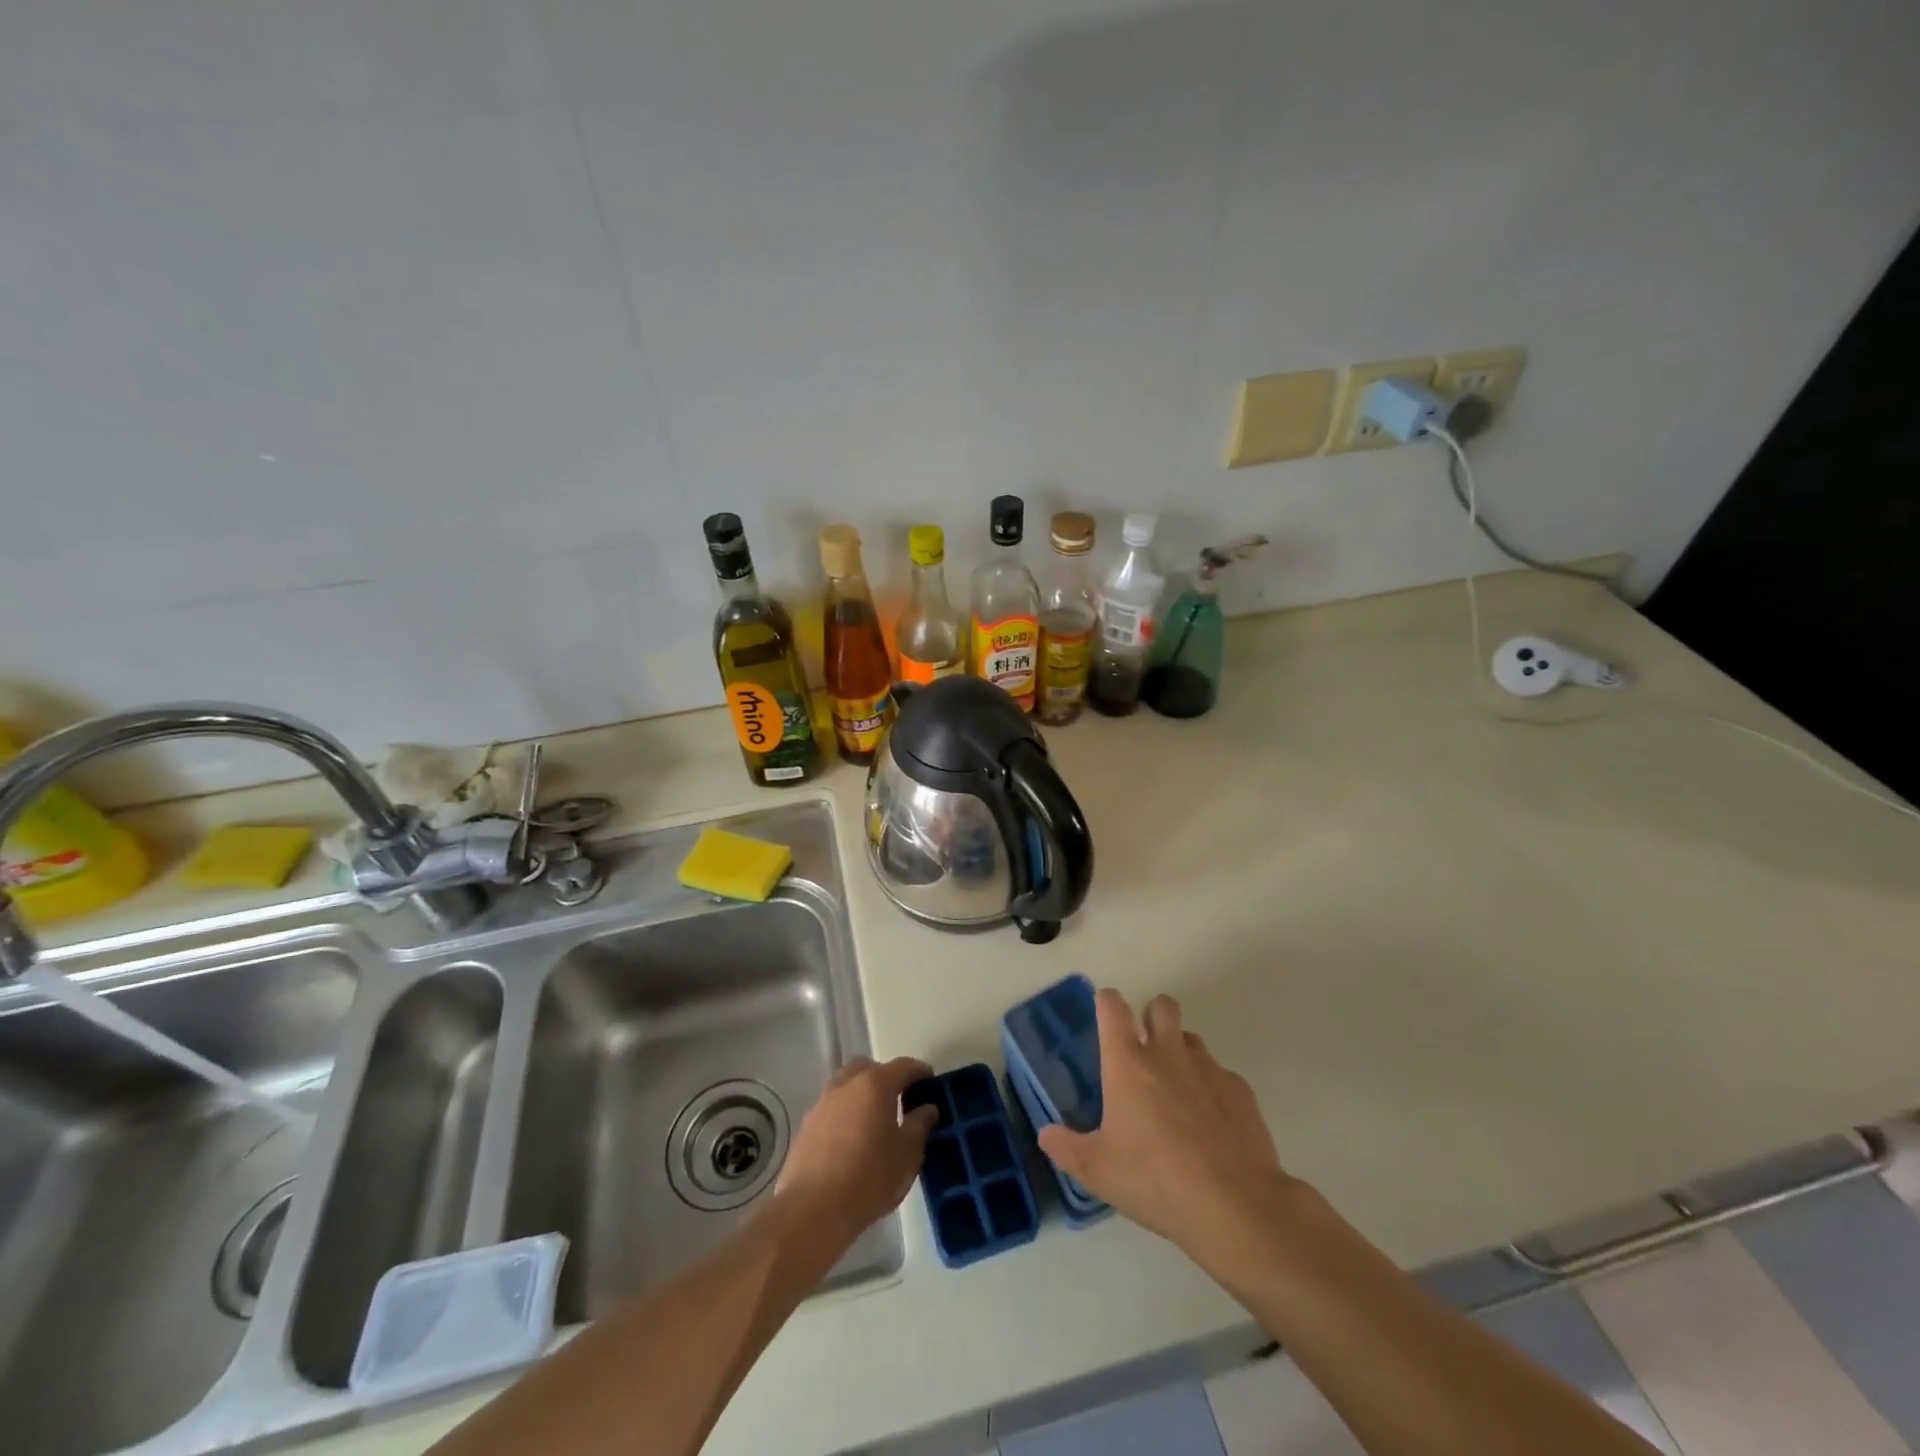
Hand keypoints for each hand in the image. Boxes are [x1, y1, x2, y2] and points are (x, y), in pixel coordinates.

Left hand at [776, 1056, 939, 1246]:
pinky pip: (832, 1109)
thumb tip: (928, 1108)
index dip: (920, 1072)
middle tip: (899, 1101)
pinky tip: (851, 1141)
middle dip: (886, 1078)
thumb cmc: (869, 1178)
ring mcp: (822, 1103)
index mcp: (875, 1084)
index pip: (903, 1066)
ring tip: (874, 1122)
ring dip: (862, 1096)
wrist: (813, 1210)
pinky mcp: (806, 1126)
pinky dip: (845, 1115)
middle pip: (870, 1069)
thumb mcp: (907, 1154)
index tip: (930, 1082)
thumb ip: (920, 1125)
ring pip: (847, 1086)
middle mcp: (846, 1084)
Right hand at [1038, 989, 1292, 1263]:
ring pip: (1192, 1038)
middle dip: (1152, 1013)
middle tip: (1145, 1044)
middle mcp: (1168, 1054)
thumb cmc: (1155, 1180)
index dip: (1106, 1001)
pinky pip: (1222, 1075)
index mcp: (1128, 1064)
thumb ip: (1067, 1149)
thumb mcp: (1098, 1172)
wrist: (1234, 1205)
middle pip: (1161, 1005)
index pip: (1112, 1008)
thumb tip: (1046, 1134)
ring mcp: (1208, 1069)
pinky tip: (1211, 1123)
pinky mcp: (1240, 1091)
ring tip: (1177, 1088)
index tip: (1104, 1009)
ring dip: (1181, 1050)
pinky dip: (1212, 1088)